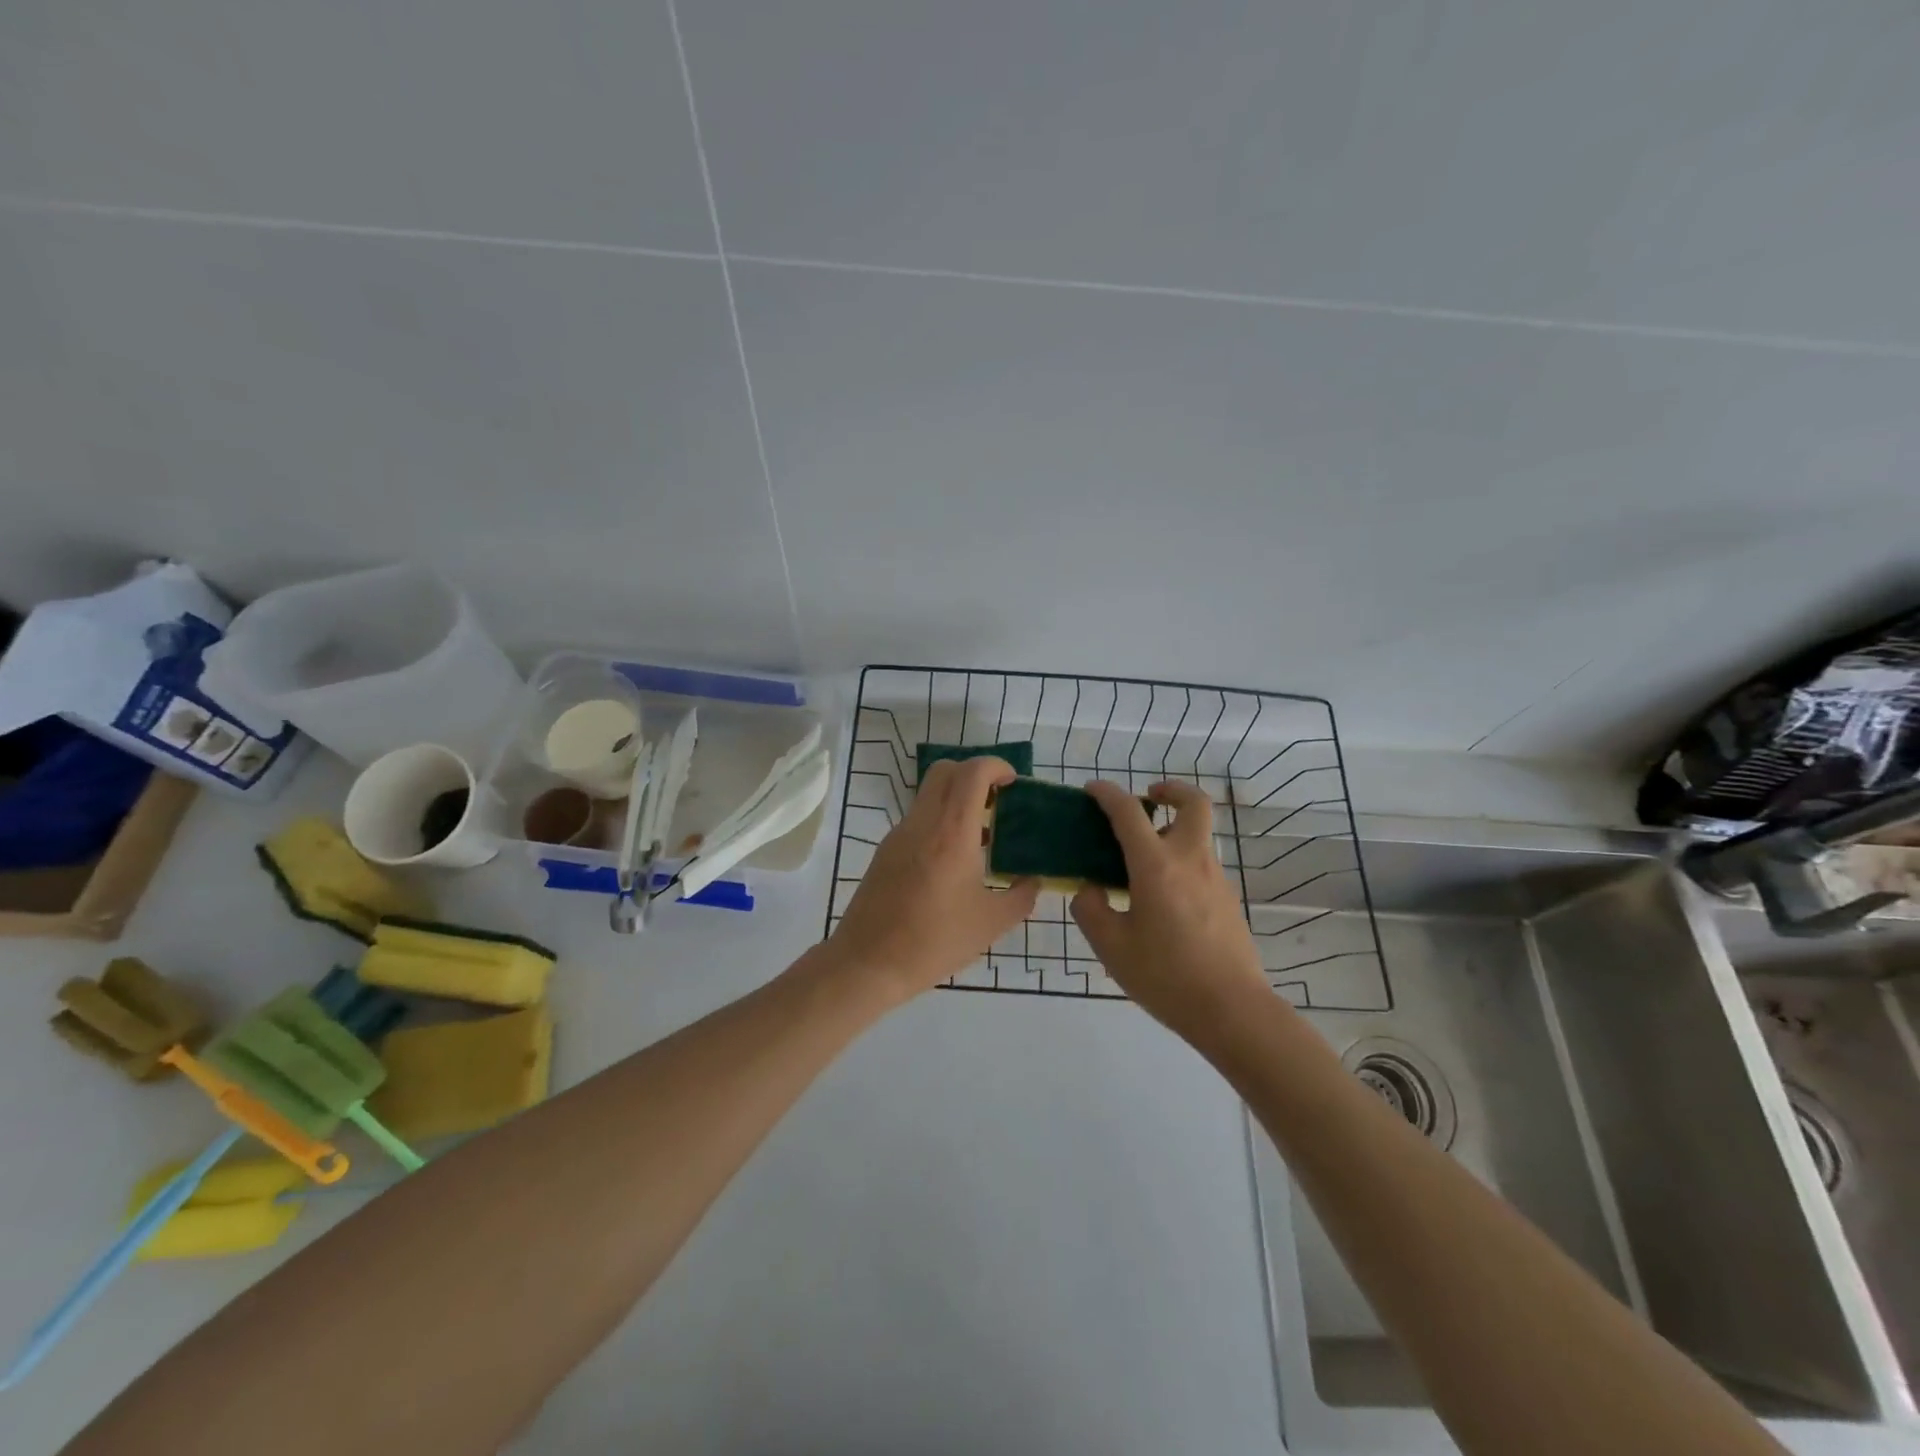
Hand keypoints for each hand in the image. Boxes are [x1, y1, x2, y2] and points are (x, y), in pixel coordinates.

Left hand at [828, 756, 1039, 1000]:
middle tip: (998, 801)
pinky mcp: (885, 850)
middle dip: (975, 774)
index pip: (972, 772)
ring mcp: (899, 834)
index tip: (1014, 783)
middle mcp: (923, 822)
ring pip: (929, 793)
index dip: (996, 766)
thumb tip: (1032, 879)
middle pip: (946, 770)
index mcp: (952, 832)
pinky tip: (953, 860)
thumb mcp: (991, 924)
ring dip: (956, 798)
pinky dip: (940, 820)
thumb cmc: (934, 942)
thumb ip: (1021, 896)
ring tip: (981, 835)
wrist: (868, 963)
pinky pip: (918, 818)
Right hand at [1071, 780, 1270, 1035]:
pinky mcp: (1228, 899)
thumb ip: (1091, 910)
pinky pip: (1201, 864)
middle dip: (1171, 790)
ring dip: (1173, 830)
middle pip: (1193, 803)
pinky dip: (1180, 860)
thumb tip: (1091, 889)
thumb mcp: (1111, 947)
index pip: (1129, 813)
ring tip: (1141, 861)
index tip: (1092, 790)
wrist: (1232, 1010)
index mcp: (1156, 866)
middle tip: (1148, 798)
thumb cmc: (1166, 976)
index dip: (1108, 794)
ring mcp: (1215, 878)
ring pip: (1197, 835)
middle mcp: (1190, 860)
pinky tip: (1161, 897)